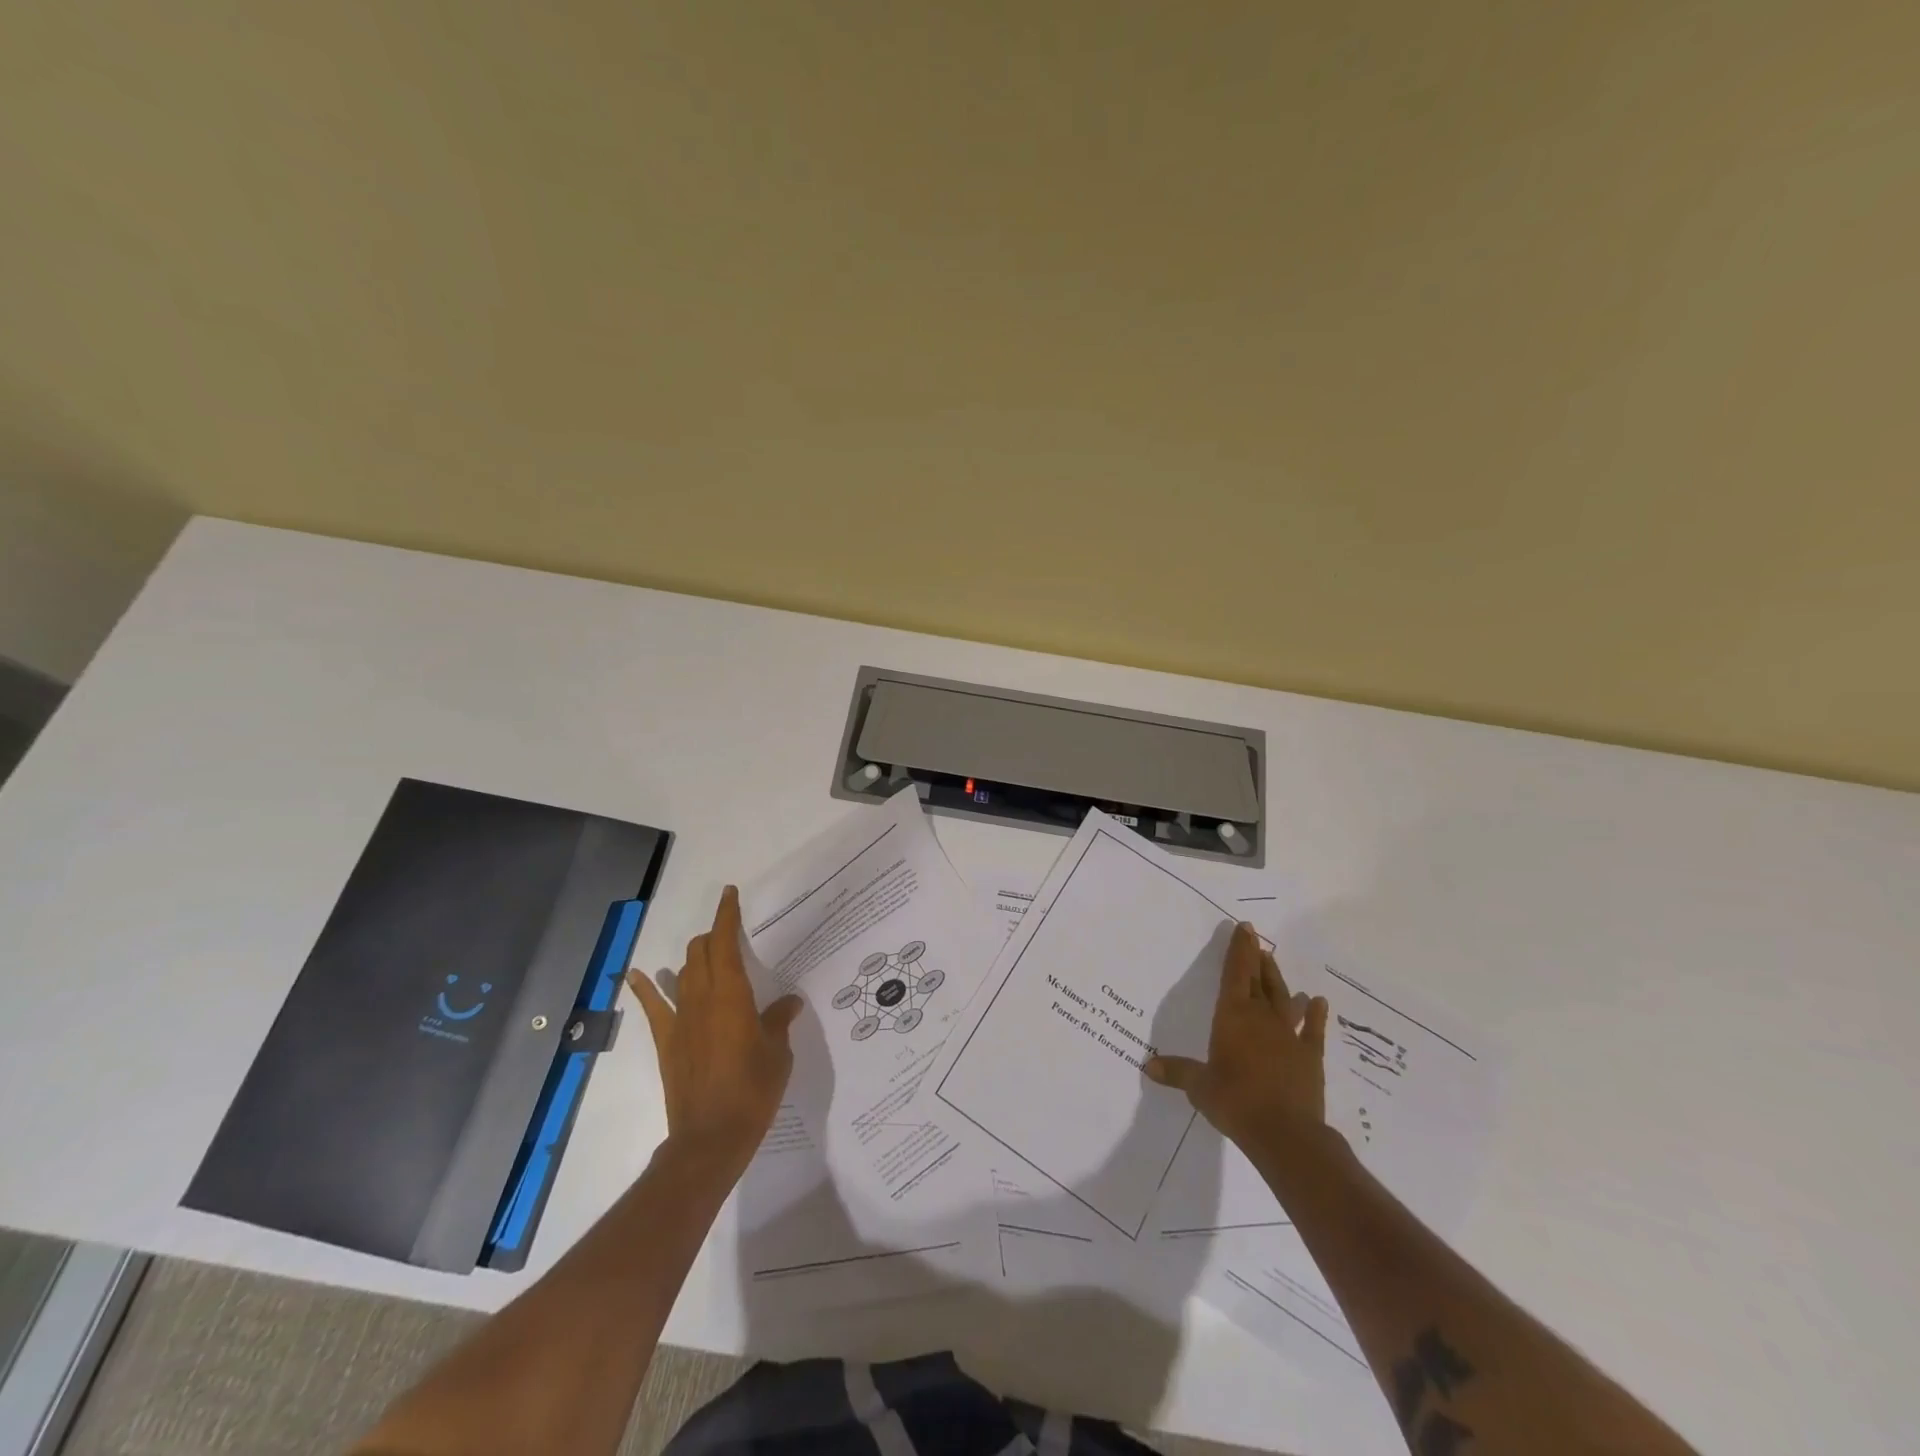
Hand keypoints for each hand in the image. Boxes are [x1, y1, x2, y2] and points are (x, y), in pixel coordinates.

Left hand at [627, 886, 802, 1168]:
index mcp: (732, 994)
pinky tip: (639, 974)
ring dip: (694, 958)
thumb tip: (788, 1002)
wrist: (711, 1137)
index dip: (727, 915)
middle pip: (701, 952)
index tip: (729, 893)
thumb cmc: (753, 1090)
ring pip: (682, 972)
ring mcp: (680, 1019)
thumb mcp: (777, 1052)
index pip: (725, 942)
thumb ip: (779, 1021)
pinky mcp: (666, 1041)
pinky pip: (653, 1007)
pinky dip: (645, 988)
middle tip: (730, 934)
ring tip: (705, 954)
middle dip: (714, 936)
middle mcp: (702, 997)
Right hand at [1144, 922, 1330, 1153]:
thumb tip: (1148, 1066)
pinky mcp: (1309, 1056)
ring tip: (1274, 961)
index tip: (1244, 928)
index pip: (1234, 974)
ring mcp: (1289, 1035)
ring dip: (1277, 980)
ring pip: (1283, 998)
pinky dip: (1316, 1015)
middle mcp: (1261, 1018)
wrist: (1285, 1133)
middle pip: (1258, 980)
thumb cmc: (1234, 1101)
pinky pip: (1313, 1030)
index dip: (1238, 950)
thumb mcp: (1199, 1086)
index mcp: (1232, 1016)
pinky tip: (1318, 1001)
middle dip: (1255, 958)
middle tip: (1256, 938)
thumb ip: (1177, 1072)